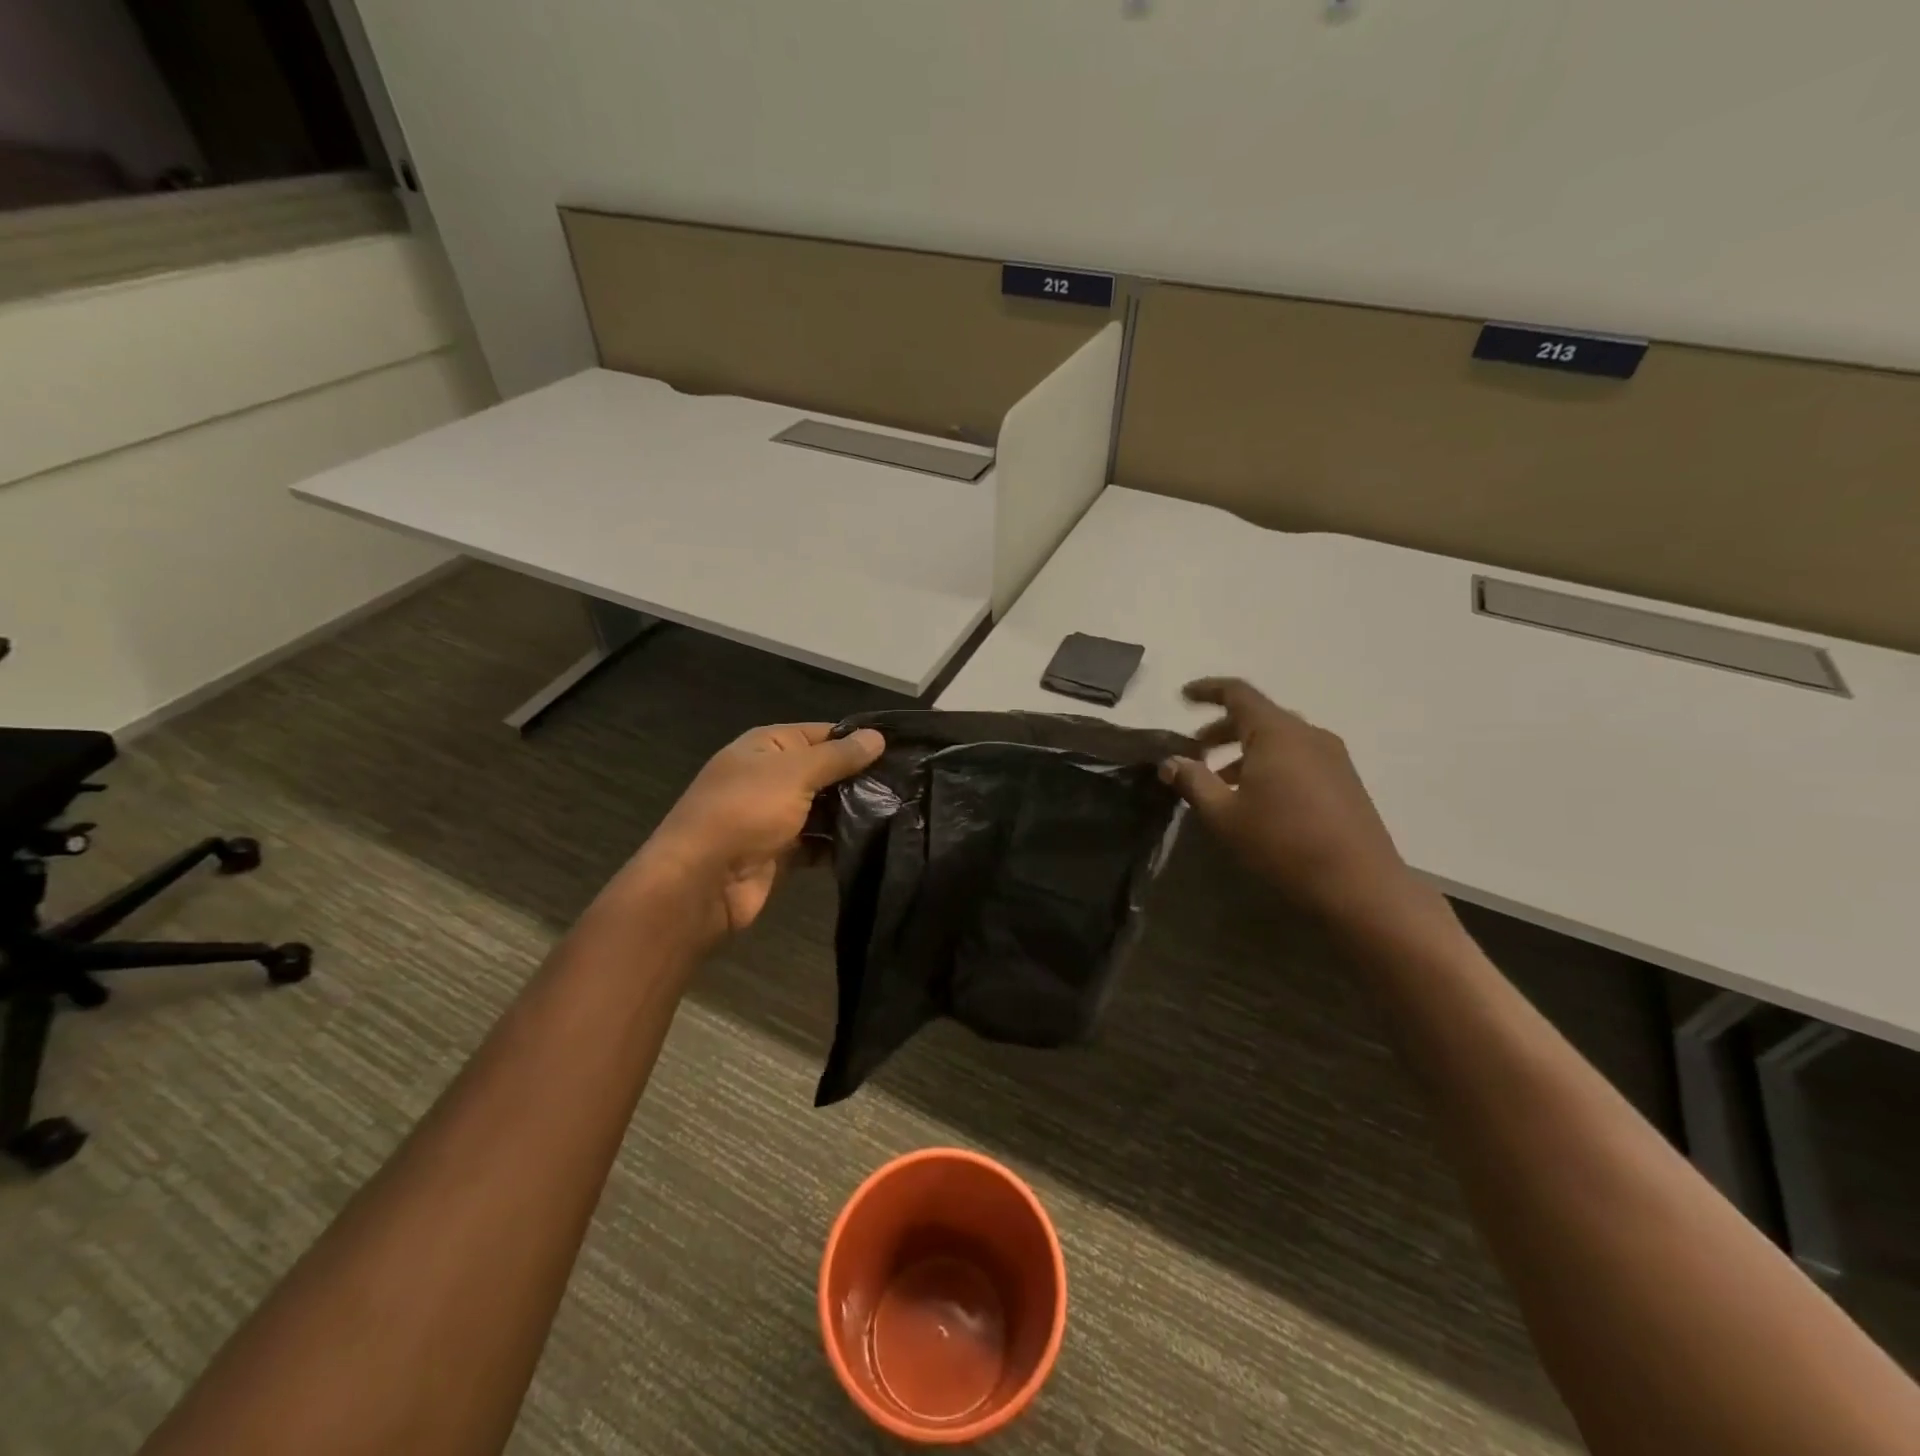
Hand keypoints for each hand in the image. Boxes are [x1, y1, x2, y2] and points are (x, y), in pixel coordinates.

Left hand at [638, 722, 884, 936]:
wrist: (702, 881)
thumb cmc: (745, 811)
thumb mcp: (795, 773)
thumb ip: (838, 756)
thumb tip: (877, 737)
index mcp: (767, 746)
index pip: (821, 733)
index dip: (857, 739)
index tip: (901, 750)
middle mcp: (771, 776)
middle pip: (825, 772)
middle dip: (861, 778)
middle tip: (909, 784)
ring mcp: (775, 816)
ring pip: (825, 808)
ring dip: (854, 812)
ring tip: (901, 812)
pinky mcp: (782, 852)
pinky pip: (818, 842)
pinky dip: (839, 844)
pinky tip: (875, 843)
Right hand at [1160, 678, 1415, 920]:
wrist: (1359, 884)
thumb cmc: (1283, 843)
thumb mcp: (1225, 815)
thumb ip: (1193, 781)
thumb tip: (1170, 761)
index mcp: (1277, 732)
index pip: (1238, 693)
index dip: (1207, 690)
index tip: (1182, 697)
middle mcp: (1307, 734)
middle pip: (1258, 716)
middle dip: (1222, 728)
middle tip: (1195, 749)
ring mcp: (1332, 756)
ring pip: (1279, 738)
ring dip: (1245, 750)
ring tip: (1221, 780)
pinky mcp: (1344, 779)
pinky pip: (1298, 756)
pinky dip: (1270, 763)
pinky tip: (1257, 796)